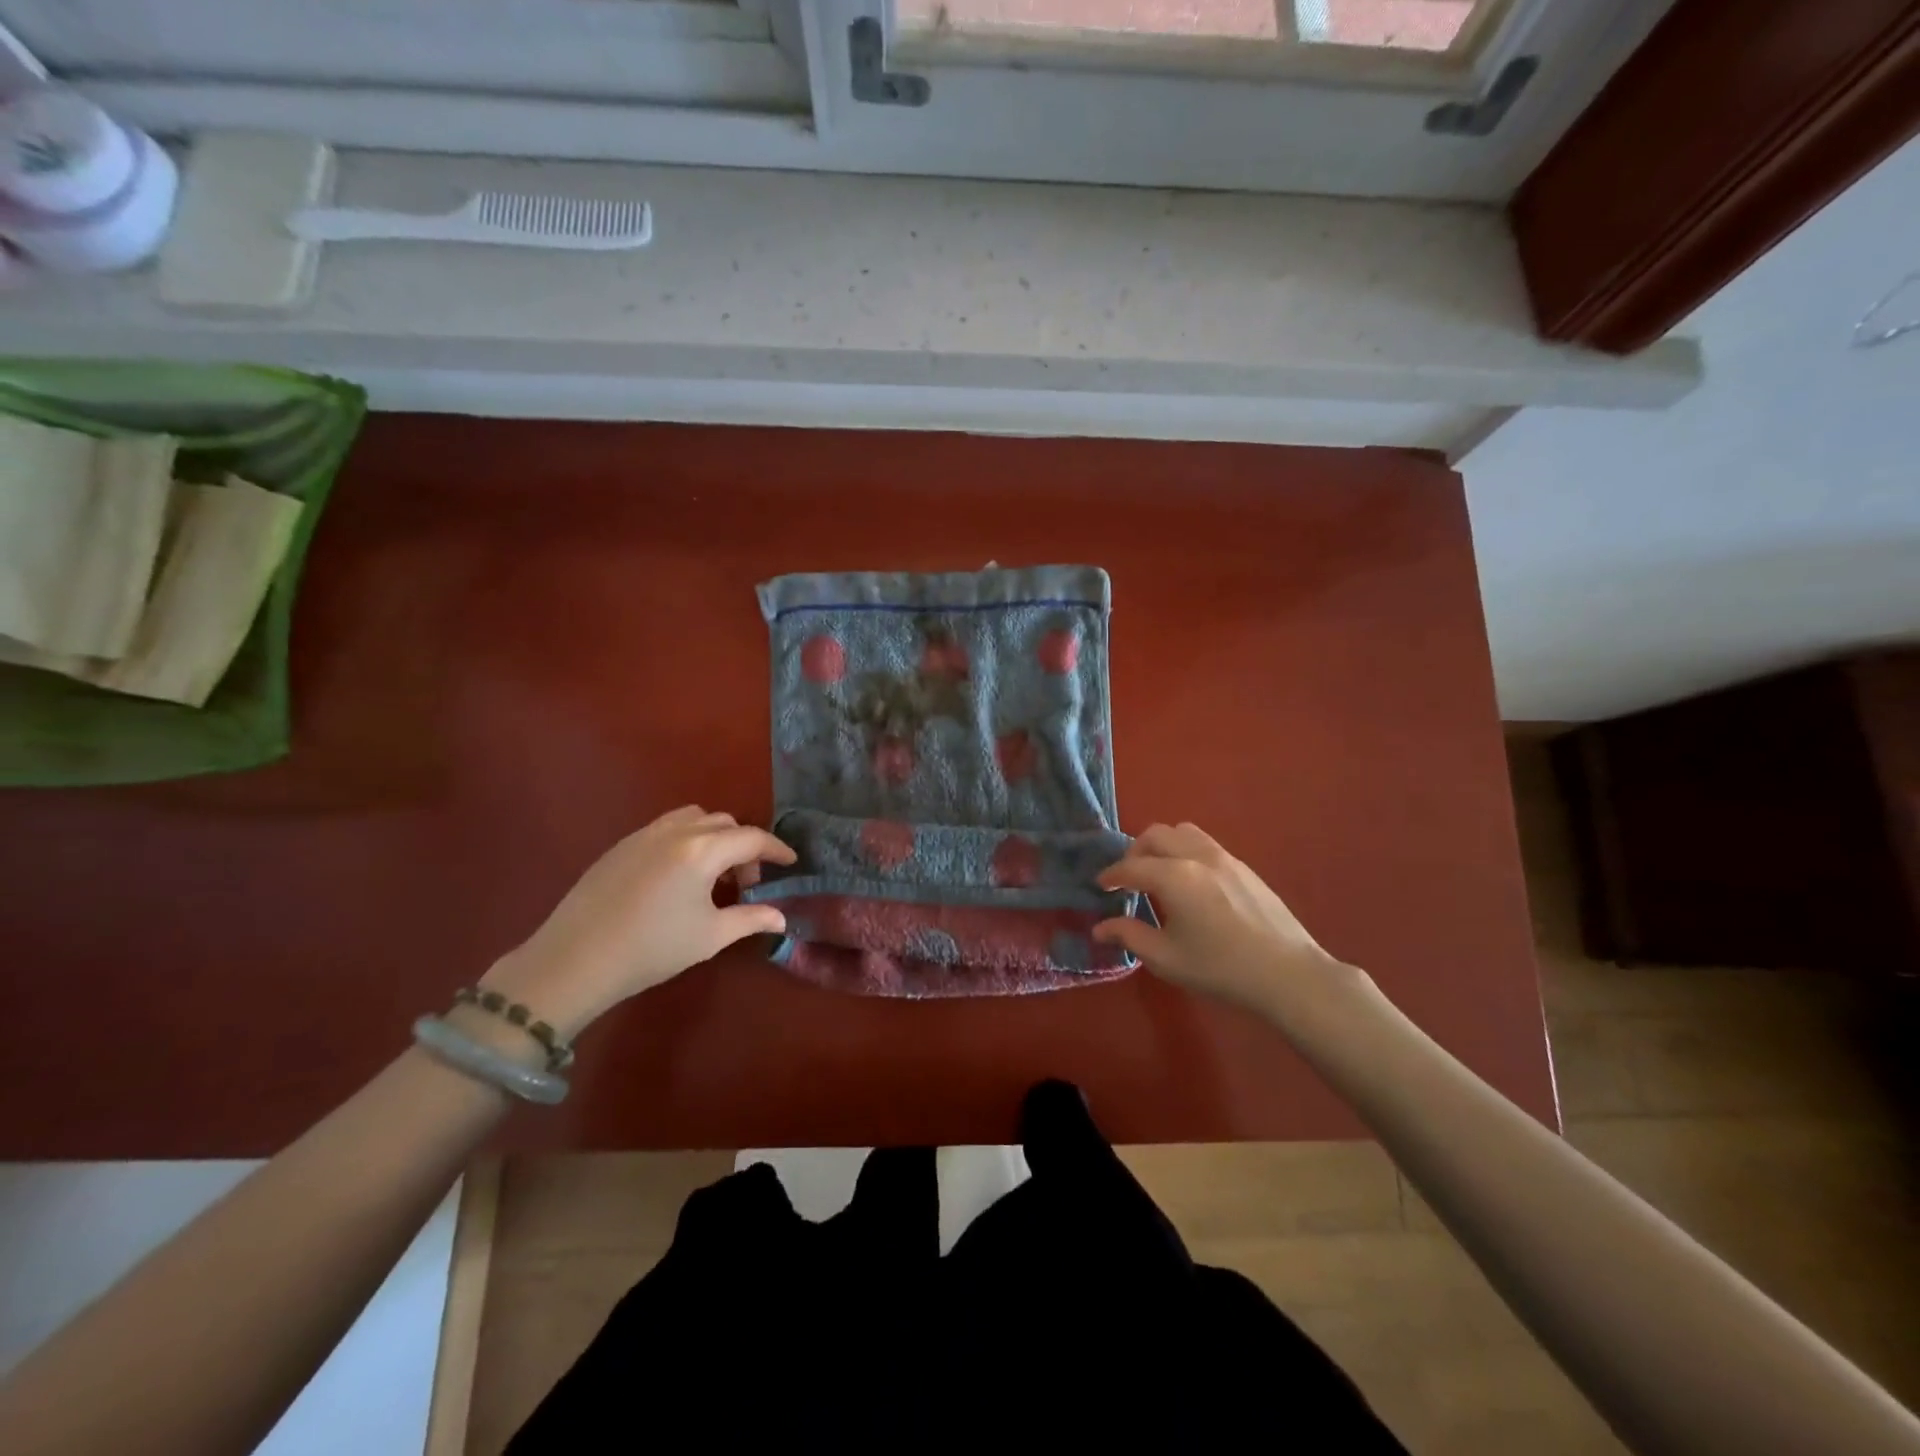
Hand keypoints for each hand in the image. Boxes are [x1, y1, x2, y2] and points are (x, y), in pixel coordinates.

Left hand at [480, 807, 796, 1036]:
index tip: (791, 863)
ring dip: (714, 837)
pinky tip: (678, 877)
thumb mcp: (709, 936)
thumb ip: (750, 919)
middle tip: (747, 881)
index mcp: (702, 851)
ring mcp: (644, 834)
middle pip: (724, 823)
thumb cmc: (651, 949)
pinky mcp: (621, 846)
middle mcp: (676, 832)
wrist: (574, 960)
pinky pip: (666, 828)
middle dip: (744, 846)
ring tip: (713, 874)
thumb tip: (781, 917)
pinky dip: (686, 840)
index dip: (776, 850)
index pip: (751, 839)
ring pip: (693, 818)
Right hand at [1093, 822, 1354, 1015]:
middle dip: (1134, 853)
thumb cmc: (1220, 968)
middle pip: (1154, 835)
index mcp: (1173, 876)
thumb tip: (1100, 927)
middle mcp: (1196, 856)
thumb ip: (1130, 936)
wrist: (1287, 974)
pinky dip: (1185, 851)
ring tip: (1159, 873)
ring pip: (1182, 831)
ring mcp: (1224, 857)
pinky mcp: (1243, 866)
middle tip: (1129, 879)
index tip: (1101, 886)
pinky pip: (1204, 843)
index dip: (1111, 875)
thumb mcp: (1166, 958)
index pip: (1130, 866)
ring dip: (1162, 846)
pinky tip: (1190, 883)